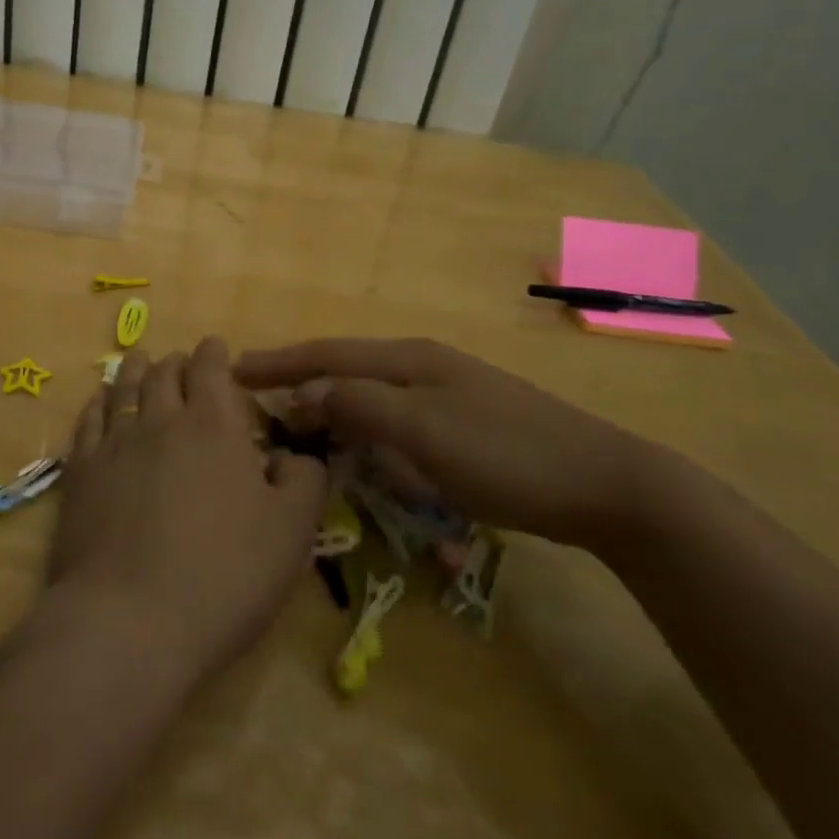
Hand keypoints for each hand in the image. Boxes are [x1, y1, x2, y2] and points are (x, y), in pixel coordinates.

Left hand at [45, 339, 327, 684]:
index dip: (214, 353)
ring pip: (124, 390)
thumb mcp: (291, 532)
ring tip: (138, 359)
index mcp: (214, 426)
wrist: (130, 621)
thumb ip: (303, 481)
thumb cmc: (224, 575)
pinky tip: (100, 403)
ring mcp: (114, 445)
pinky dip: (97, 404)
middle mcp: (160, 421)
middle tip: (181, 360)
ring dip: (134, 370)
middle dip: (176, 361)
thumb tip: (291, 456)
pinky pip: (88, 422)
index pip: (211, 370)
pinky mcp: (79, 474)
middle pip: (164, 374)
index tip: (215, 346)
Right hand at [234, 338, 679, 550]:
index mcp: (409, 359)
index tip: (232, 370)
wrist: (606, 484)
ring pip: (369, 393)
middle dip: (299, 380)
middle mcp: (422, 365)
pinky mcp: (463, 423)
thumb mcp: (424, 430)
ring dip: (330, 404)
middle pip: (345, 367)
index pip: (326, 354)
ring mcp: (446, 393)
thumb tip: (302, 394)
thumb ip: (359, 405)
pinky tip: (360, 447)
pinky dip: (363, 427)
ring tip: (296, 423)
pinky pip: (394, 418)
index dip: (278, 362)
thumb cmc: (506, 454)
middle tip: (256, 401)